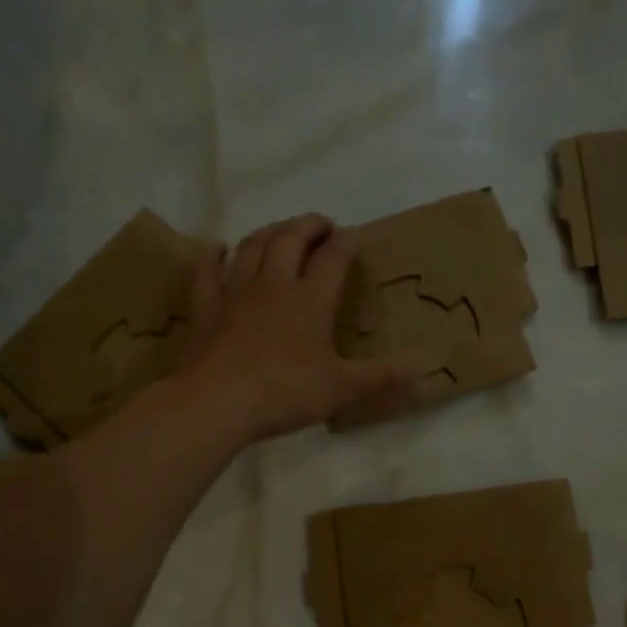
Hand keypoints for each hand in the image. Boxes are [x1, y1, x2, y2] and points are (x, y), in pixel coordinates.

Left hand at [179, 213, 412, 439]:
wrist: (217, 401)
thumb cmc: (283, 393)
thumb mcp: (340, 389)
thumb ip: (379, 377)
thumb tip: (421, 370)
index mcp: (310, 299)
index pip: (333, 258)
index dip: (346, 243)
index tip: (354, 235)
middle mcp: (273, 284)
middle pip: (290, 238)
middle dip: (308, 225)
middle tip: (321, 225)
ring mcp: (235, 291)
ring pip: (252, 246)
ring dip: (269, 232)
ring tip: (281, 231)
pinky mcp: (205, 307)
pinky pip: (208, 270)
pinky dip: (214, 255)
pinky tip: (219, 249)